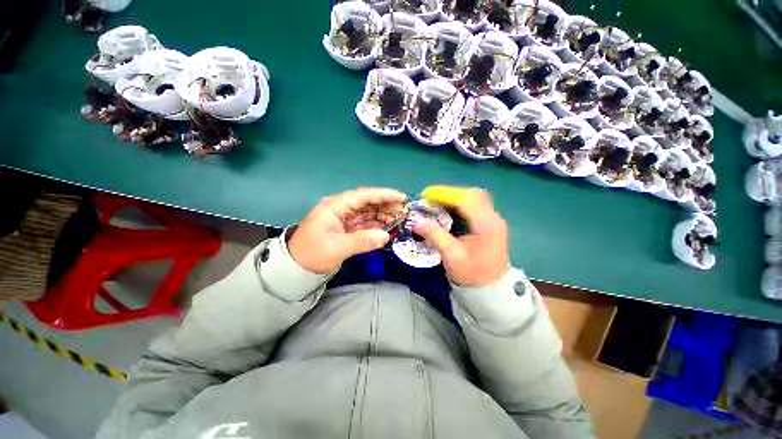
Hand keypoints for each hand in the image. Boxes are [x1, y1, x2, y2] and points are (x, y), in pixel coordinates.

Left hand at [288, 188, 406, 272]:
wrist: (296, 267)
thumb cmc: (312, 254)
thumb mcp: (336, 248)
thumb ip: (362, 241)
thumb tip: (386, 236)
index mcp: (335, 206)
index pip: (363, 196)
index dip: (383, 195)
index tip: (401, 197)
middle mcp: (340, 208)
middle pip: (367, 202)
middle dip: (385, 204)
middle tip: (403, 210)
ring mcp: (344, 217)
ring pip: (367, 212)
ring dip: (382, 214)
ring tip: (398, 219)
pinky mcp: (346, 227)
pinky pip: (364, 222)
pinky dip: (376, 224)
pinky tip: (386, 227)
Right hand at [414, 188, 507, 286]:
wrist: (490, 288)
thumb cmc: (472, 274)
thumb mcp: (451, 256)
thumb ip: (435, 235)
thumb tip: (416, 222)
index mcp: (487, 225)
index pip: (466, 199)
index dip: (445, 194)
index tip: (426, 195)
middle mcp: (493, 218)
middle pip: (471, 194)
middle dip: (449, 194)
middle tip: (430, 199)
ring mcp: (493, 219)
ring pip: (473, 198)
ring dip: (453, 198)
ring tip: (435, 203)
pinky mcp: (489, 223)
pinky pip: (473, 205)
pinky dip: (458, 204)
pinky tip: (446, 210)